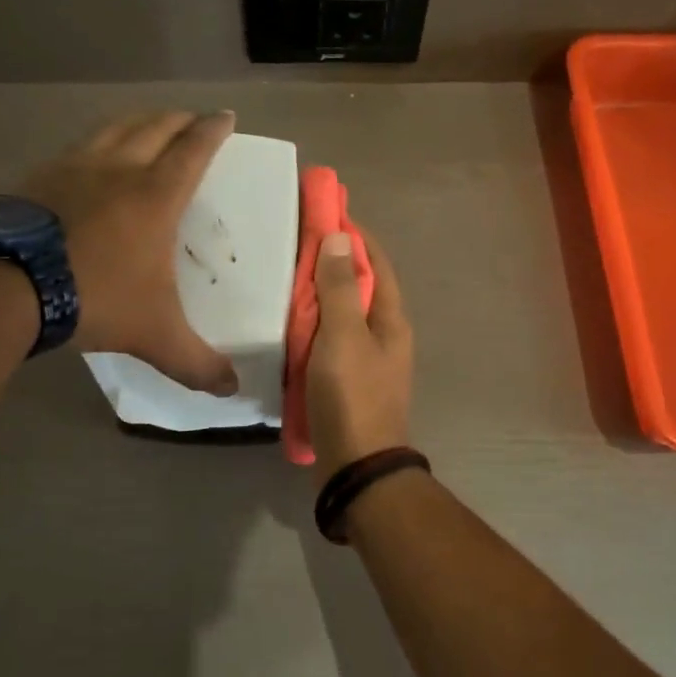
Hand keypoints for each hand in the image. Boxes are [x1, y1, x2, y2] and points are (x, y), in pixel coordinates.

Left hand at [23, 111, 238, 394]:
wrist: (6, 284)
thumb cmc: (95, 298)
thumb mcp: (154, 335)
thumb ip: (196, 362)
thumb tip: (231, 390)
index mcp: (156, 196)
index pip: (193, 151)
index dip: (213, 130)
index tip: (226, 116)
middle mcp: (119, 170)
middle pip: (156, 127)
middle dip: (179, 119)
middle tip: (193, 118)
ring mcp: (74, 167)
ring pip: (114, 128)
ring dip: (139, 121)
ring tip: (148, 124)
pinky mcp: (38, 176)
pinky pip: (77, 146)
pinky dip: (96, 141)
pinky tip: (90, 156)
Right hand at [307, 228, 413, 479]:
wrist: (356, 466)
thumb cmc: (352, 395)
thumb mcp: (344, 336)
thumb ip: (339, 288)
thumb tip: (341, 237)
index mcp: (390, 318)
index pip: (374, 261)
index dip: (353, 234)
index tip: (325, 210)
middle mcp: (384, 333)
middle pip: (358, 285)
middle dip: (332, 260)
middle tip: (295, 241)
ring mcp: (366, 358)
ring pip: (342, 312)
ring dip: (319, 292)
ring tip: (285, 274)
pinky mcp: (346, 379)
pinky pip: (329, 339)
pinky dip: (312, 323)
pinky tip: (286, 321)